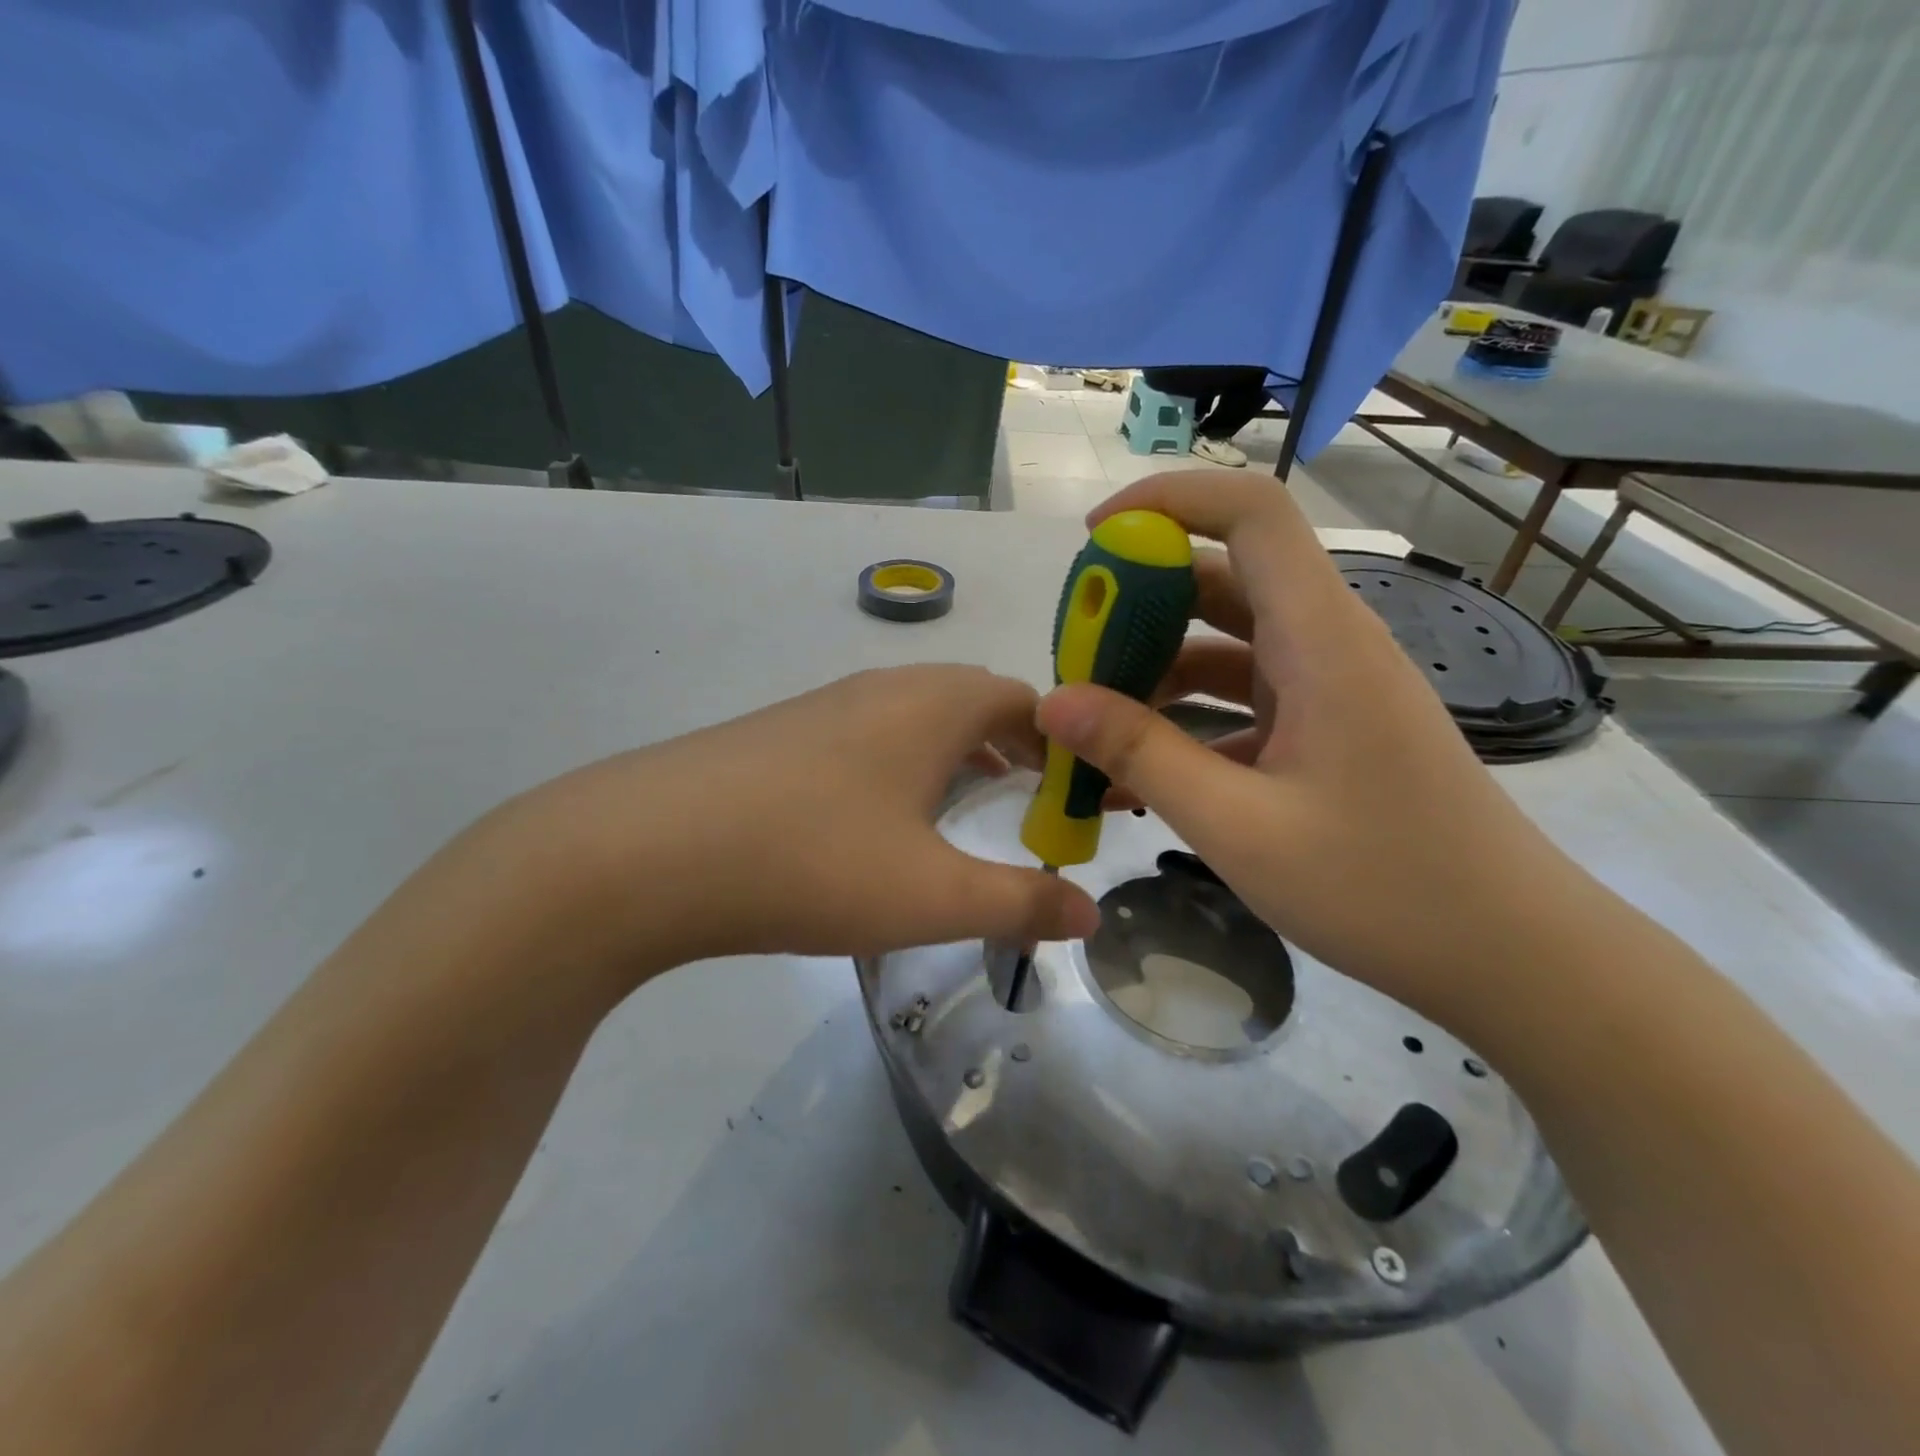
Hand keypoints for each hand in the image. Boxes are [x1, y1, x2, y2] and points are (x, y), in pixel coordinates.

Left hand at [487, 665, 1100, 983]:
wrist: (645, 850)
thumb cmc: (812, 861)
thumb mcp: (931, 895)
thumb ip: (1019, 903)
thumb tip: (1090, 911)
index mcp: (934, 704)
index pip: (1028, 700)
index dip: (1067, 742)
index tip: (1085, 794)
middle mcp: (885, 688)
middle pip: (975, 700)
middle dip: (1018, 746)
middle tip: (1040, 802)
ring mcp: (827, 707)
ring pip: (919, 717)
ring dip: (959, 752)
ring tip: (976, 804)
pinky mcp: (782, 735)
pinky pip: (871, 736)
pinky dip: (906, 764)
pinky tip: (887, 817)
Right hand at [1034, 472, 1608, 1021]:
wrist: (1510, 954)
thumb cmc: (1383, 887)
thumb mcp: (1239, 826)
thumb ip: (1141, 756)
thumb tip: (1053, 702)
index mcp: (1322, 640)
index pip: (1251, 514)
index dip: (1169, 500)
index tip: (1093, 538)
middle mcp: (1327, 645)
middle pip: (1223, 579)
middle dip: (1138, 603)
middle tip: (1073, 654)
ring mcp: (1328, 688)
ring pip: (1225, 644)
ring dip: (1156, 671)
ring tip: (1091, 725)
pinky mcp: (1326, 729)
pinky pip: (1242, 700)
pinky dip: (1188, 721)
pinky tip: (1140, 776)